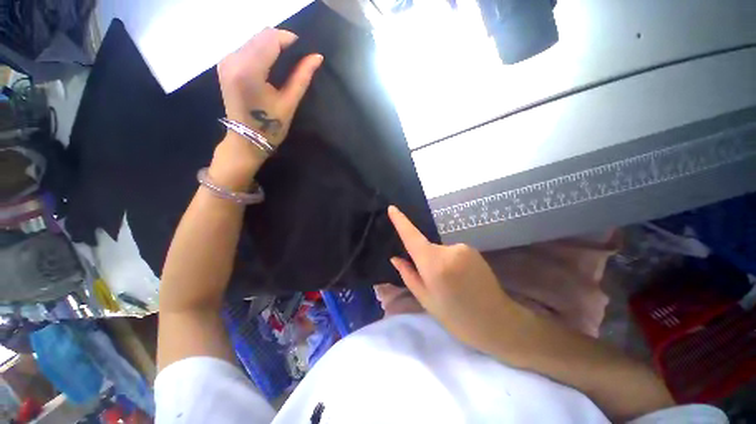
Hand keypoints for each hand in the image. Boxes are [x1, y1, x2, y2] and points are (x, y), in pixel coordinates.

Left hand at [216, 28, 322, 160]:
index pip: (270, 39)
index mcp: (248, 71)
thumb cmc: (270, 127)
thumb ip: (301, 77)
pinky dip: (261, 50)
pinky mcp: (225, 64)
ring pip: (253, 39)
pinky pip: (246, 46)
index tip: (304, 51)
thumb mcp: (289, 103)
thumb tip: (317, 57)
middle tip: (297, 58)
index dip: (289, 40)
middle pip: (261, 35)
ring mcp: (226, 60)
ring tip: (285, 62)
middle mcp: (233, 59)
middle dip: (281, 42)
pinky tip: (270, 65)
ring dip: (271, 46)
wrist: (245, 140)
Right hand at [387, 206, 529, 353]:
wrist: (497, 322)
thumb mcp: (425, 299)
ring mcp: (463, 247)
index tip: (392, 208)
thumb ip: (408, 275)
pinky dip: (451, 262)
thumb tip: (395, 258)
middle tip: (433, 282)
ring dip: (439, 262)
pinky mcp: (472, 249)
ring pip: (439, 250)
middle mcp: (448, 250)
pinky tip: (461, 278)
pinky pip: (452, 252)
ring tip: (451, 283)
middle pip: (426, 247)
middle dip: (424, 260)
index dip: (401, 221)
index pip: (412, 237)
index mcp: (433, 264)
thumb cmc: (456, 317)